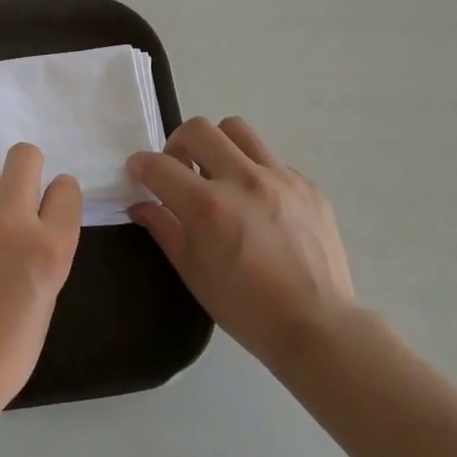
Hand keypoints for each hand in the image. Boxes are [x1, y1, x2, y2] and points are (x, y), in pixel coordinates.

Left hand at [0, 143, 82, 413]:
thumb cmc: (9, 348)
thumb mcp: (47, 293)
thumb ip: (43, 248)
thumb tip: (31, 223)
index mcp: (49, 245)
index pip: (66, 187)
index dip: (58, 195)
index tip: (48, 208)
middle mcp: (11, 220)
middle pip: (24, 156)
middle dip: (26, 169)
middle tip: (16, 198)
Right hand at [128, 117, 354, 376]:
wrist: (318, 327)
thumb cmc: (246, 308)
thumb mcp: (193, 272)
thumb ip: (164, 229)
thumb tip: (141, 204)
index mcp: (208, 206)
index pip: (159, 165)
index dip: (140, 165)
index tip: (138, 172)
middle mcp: (243, 180)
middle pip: (198, 129)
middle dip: (177, 143)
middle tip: (179, 169)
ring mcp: (281, 178)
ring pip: (237, 130)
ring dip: (218, 145)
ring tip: (219, 174)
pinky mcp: (308, 185)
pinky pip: (271, 161)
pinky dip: (255, 173)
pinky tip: (259, 205)